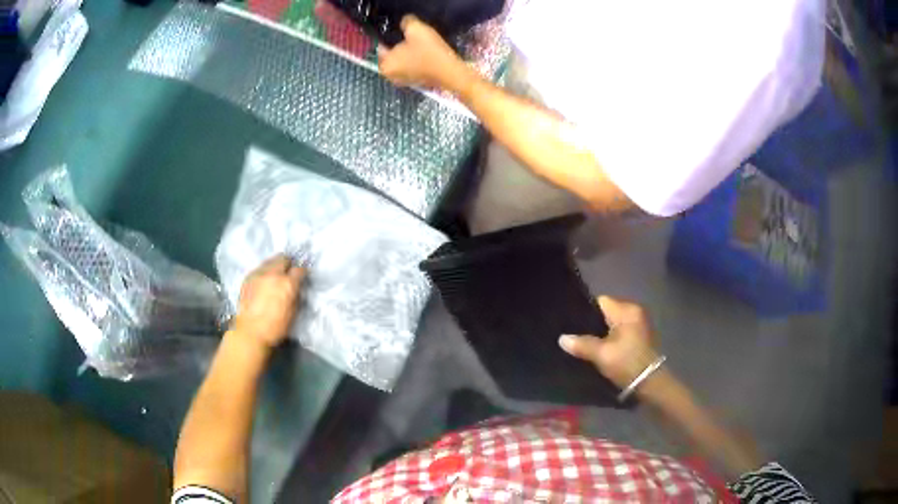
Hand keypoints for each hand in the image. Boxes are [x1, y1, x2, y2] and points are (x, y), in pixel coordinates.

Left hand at [233, 255, 305, 349]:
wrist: (250, 332)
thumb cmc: (275, 327)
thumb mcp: (293, 313)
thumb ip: (296, 296)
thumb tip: (296, 288)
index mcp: (287, 284)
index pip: (300, 270)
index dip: (302, 273)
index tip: (301, 278)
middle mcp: (273, 274)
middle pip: (283, 258)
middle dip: (288, 264)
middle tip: (288, 273)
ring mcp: (258, 274)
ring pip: (270, 261)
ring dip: (275, 266)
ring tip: (275, 276)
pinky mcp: (248, 278)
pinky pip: (259, 269)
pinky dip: (264, 272)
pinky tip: (263, 282)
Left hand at [377, 15, 470, 90]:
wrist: (451, 71)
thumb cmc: (429, 51)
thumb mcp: (416, 29)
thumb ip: (406, 22)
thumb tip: (405, 21)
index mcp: (385, 65)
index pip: (381, 46)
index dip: (392, 37)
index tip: (405, 34)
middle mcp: (390, 76)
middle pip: (392, 54)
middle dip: (401, 46)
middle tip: (414, 39)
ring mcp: (404, 81)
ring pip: (403, 61)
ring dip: (410, 54)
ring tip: (422, 47)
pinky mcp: (416, 83)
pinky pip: (412, 68)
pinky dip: (417, 62)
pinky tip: (426, 56)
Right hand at [559, 296, 660, 391]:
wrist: (650, 383)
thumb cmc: (626, 363)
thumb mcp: (602, 355)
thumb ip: (581, 344)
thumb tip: (562, 339)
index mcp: (627, 310)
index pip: (600, 301)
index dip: (585, 311)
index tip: (572, 324)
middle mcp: (635, 311)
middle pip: (607, 311)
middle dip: (592, 323)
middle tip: (576, 335)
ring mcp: (639, 323)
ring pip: (613, 322)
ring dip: (602, 332)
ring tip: (586, 342)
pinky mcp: (640, 335)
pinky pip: (620, 330)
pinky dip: (611, 337)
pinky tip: (601, 349)